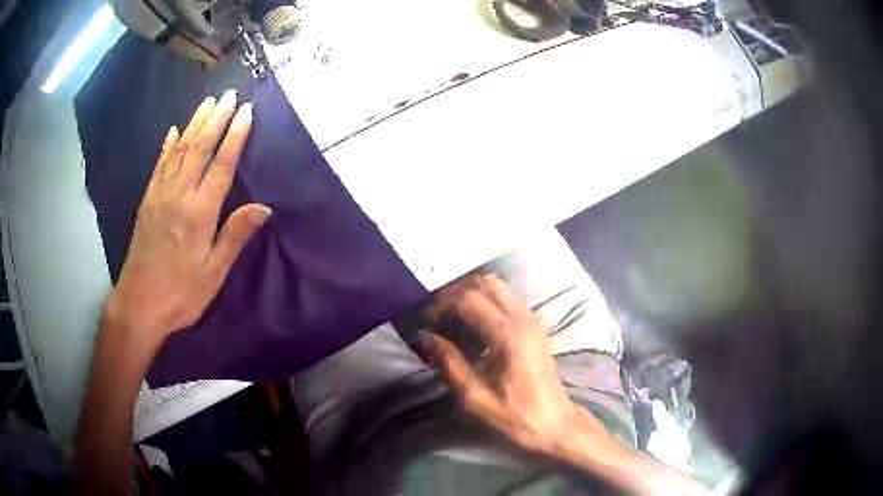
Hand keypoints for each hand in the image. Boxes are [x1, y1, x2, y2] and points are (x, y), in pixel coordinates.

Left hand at [103, 89, 270, 350]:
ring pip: (180, 150)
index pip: (221, 165)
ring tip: (208, 102)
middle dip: (216, 119)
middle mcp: (179, 195)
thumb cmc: (180, 294)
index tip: (247, 111)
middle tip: (230, 94)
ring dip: (195, 123)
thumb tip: (263, 207)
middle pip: (199, 148)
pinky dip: (168, 144)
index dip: (235, 136)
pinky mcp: (148, 200)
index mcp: (199, 213)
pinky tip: (174, 130)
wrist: (138, 304)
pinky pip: (159, 164)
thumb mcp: (213, 274)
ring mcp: (160, 194)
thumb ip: (234, 237)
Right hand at [419, 274, 608, 454]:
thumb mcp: (472, 395)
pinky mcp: (535, 326)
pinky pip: (507, 299)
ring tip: (450, 318)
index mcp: (507, 333)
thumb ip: (447, 361)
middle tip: (436, 314)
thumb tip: (423, 337)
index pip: (467, 299)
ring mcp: (532, 318)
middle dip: (455, 292)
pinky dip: (485, 302)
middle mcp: (522, 317)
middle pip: (484, 282)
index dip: (440, 306)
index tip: (424, 323)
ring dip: (471, 294)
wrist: (553, 424)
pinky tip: (472, 326)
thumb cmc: (512, 414)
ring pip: (498, 287)